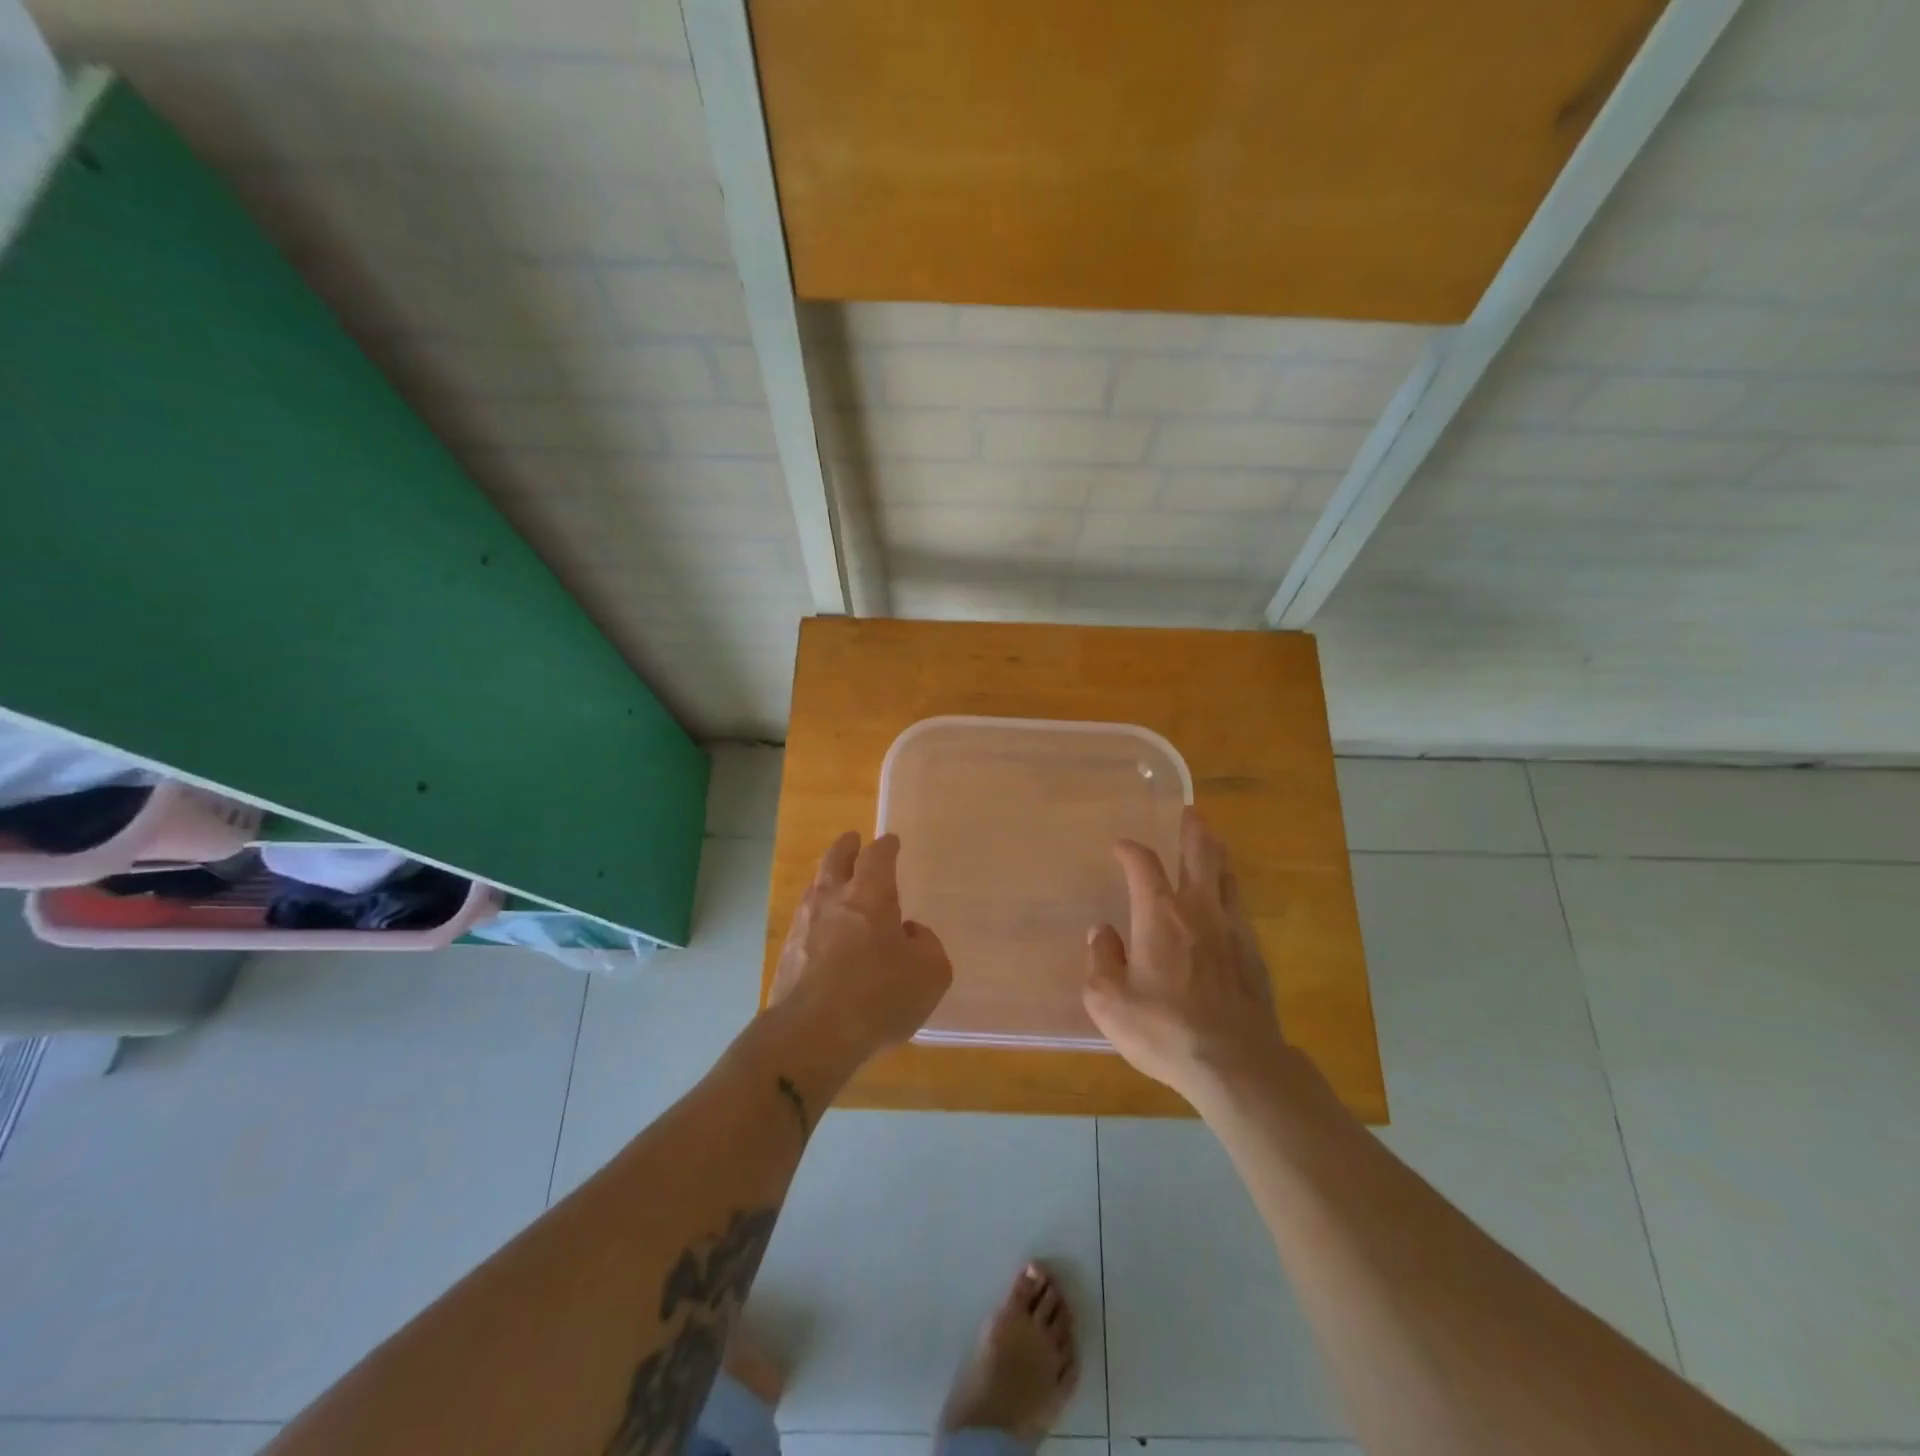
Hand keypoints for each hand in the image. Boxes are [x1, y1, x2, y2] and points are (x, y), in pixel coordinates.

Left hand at [770, 832, 951, 1064]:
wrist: (812, 1034)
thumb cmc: (879, 994)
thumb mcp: (930, 972)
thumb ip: (926, 945)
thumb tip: (909, 933)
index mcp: (870, 894)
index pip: (877, 856)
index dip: (886, 847)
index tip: (891, 842)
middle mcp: (833, 900)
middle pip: (835, 860)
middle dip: (846, 847)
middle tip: (852, 840)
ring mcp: (804, 926)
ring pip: (815, 889)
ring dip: (827, 880)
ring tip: (836, 883)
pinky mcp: (787, 955)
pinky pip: (805, 923)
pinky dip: (817, 918)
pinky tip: (823, 932)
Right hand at [1083, 808, 1288, 1103]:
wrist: (1235, 1063)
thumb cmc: (1163, 1029)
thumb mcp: (1109, 1002)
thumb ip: (1100, 961)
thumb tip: (1102, 933)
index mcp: (1159, 915)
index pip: (1143, 864)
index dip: (1130, 850)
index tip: (1121, 847)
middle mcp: (1198, 910)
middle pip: (1200, 854)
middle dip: (1193, 830)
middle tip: (1190, 813)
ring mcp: (1232, 929)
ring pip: (1227, 877)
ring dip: (1217, 856)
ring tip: (1212, 845)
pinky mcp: (1254, 954)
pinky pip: (1240, 908)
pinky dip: (1229, 892)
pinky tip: (1226, 902)